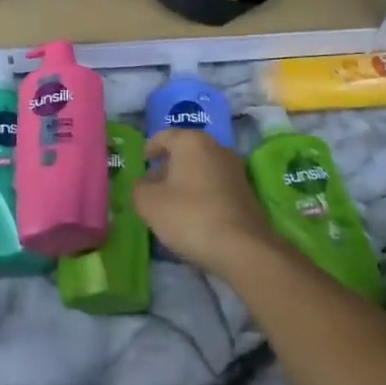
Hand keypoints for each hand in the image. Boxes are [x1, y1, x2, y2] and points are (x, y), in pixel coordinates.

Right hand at [131, 129, 278, 278]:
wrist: (243, 248)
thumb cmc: (189, 216)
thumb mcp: (148, 203)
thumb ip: (139, 188)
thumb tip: (143, 185)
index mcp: (191, 141)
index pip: (164, 136)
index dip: (150, 149)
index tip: (142, 163)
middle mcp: (216, 147)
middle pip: (185, 152)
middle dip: (168, 167)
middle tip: (153, 187)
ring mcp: (235, 169)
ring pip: (202, 168)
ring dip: (186, 181)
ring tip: (172, 204)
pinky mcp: (247, 191)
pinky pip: (216, 185)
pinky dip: (202, 194)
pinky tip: (194, 215)